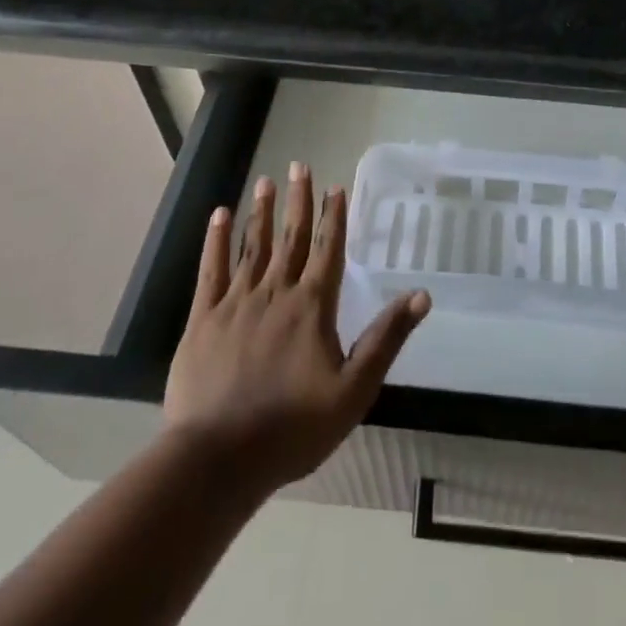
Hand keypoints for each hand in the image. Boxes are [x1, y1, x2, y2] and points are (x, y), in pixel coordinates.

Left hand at [164, 162, 430, 500]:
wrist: (218, 460)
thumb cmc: (293, 428)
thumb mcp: (354, 390)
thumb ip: (386, 338)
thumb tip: (422, 295)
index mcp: (312, 306)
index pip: (328, 250)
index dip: (334, 217)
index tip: (335, 186)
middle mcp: (276, 292)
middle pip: (291, 238)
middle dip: (298, 201)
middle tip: (298, 165)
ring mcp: (236, 303)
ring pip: (252, 246)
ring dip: (261, 212)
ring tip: (265, 181)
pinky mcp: (203, 320)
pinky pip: (211, 270)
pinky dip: (216, 240)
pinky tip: (219, 215)